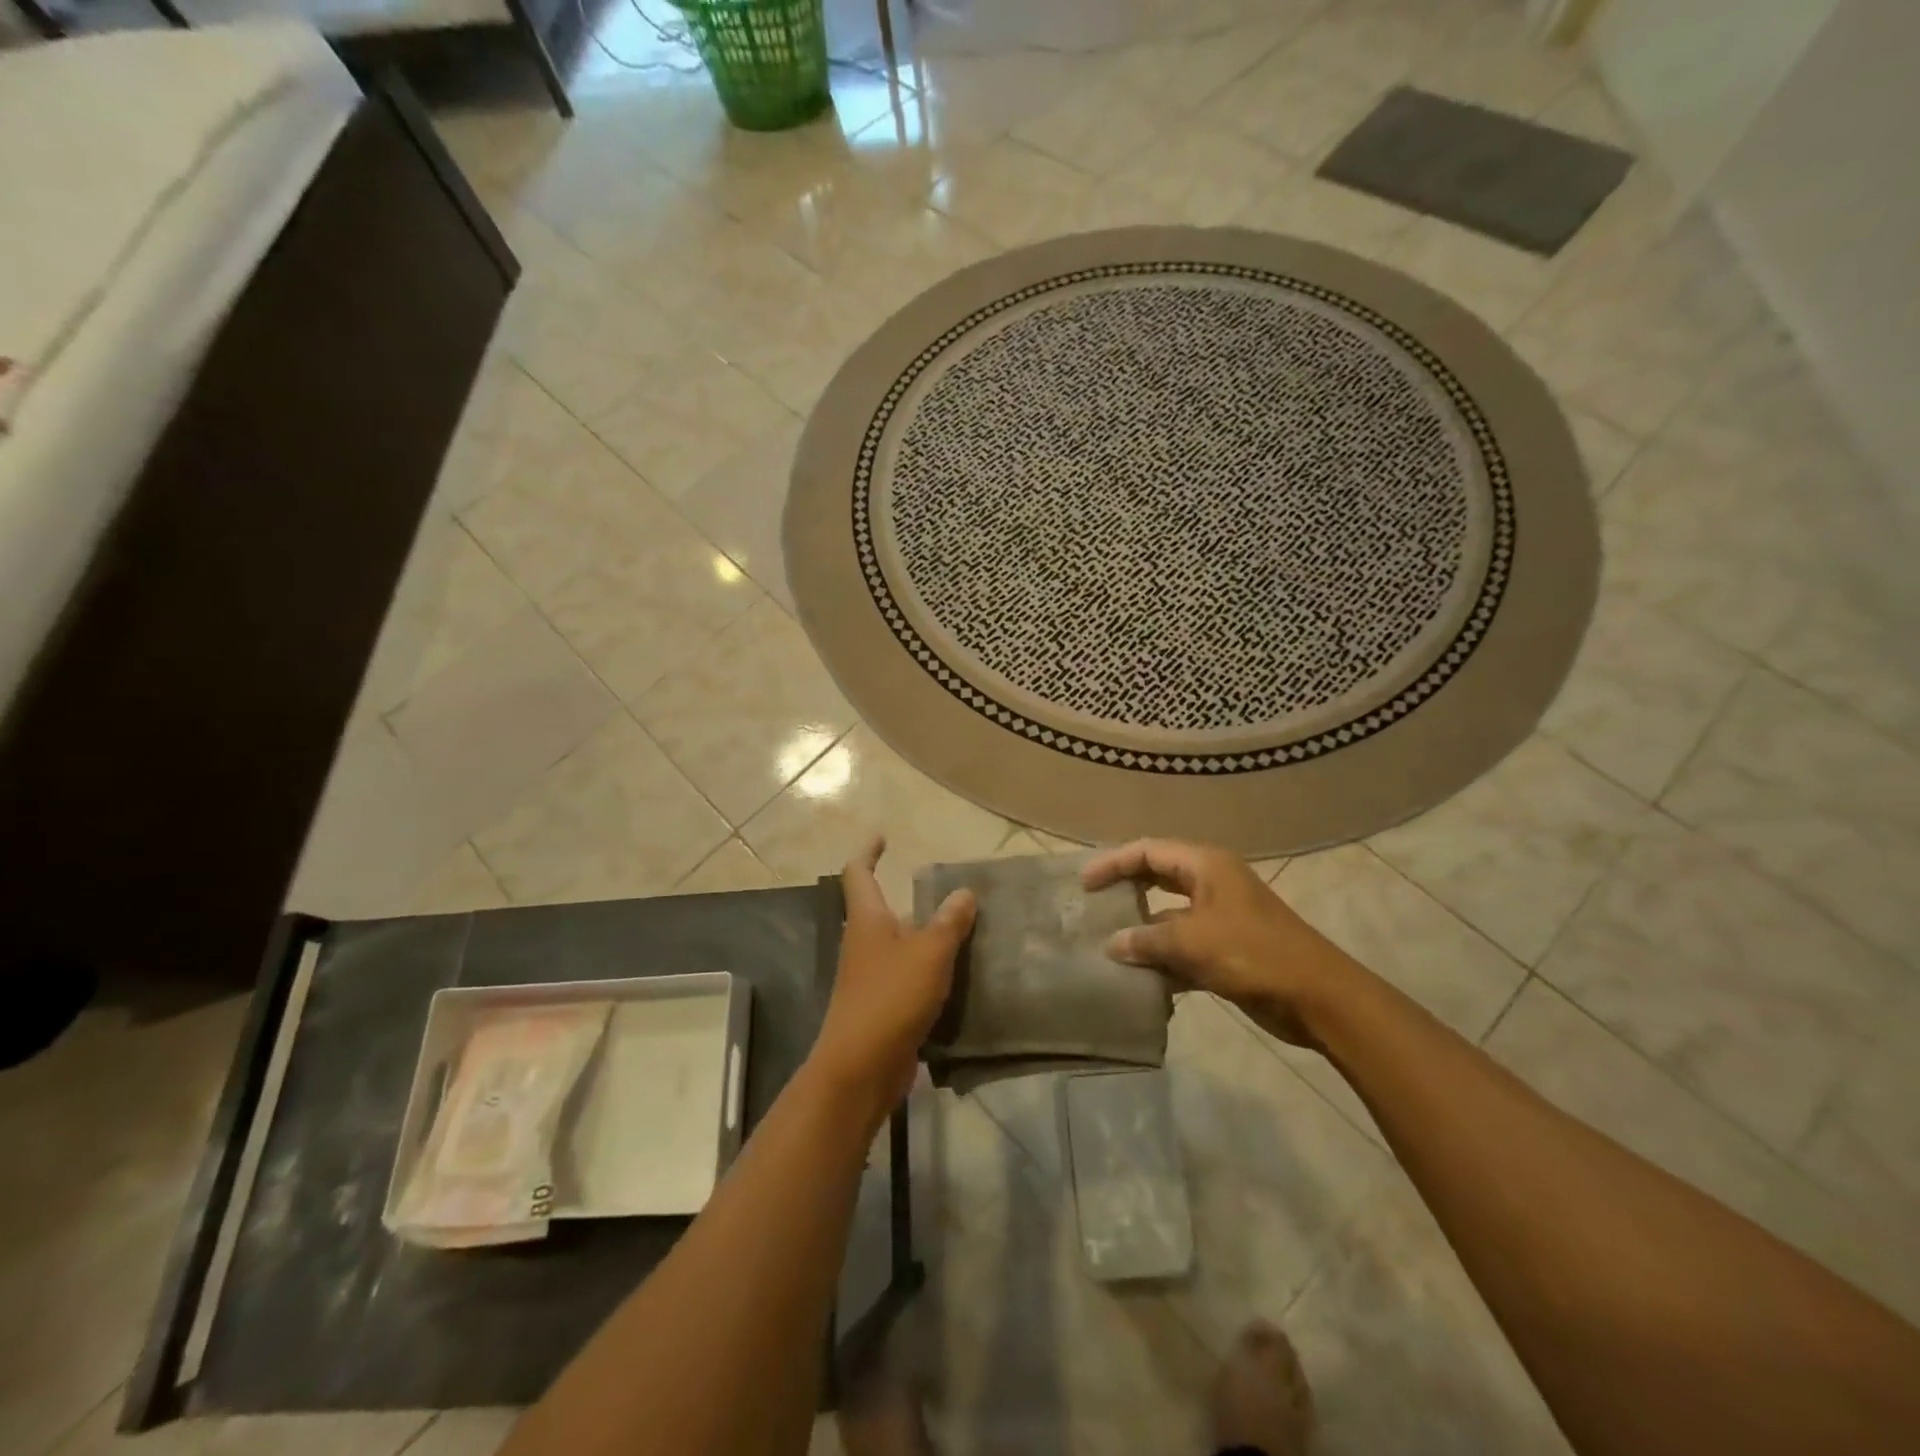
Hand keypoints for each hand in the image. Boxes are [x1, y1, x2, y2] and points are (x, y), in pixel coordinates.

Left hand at [809, 836, 976, 1119]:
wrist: (860, 1068)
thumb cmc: (890, 998)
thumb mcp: (930, 954)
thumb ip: (949, 922)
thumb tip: (964, 892)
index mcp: (867, 920)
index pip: (858, 873)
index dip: (868, 852)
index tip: (883, 838)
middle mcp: (862, 943)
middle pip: (878, 909)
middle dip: (905, 898)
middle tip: (944, 893)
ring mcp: (867, 977)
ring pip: (895, 945)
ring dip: (920, 935)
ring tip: (959, 931)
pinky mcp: (878, 1007)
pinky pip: (904, 976)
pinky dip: (925, 969)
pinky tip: (954, 977)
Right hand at [1082, 839, 1355, 1046]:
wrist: (1317, 998)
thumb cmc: (1254, 954)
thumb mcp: (1193, 942)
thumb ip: (1147, 939)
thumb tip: (1112, 944)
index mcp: (1206, 866)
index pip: (1148, 851)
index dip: (1113, 862)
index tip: (1083, 884)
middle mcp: (1211, 884)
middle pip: (1157, 878)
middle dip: (1125, 890)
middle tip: (1091, 906)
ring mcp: (1219, 918)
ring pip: (1168, 916)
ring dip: (1141, 930)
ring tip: (1105, 944)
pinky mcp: (1225, 950)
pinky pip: (1182, 948)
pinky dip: (1161, 960)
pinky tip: (1138, 979)